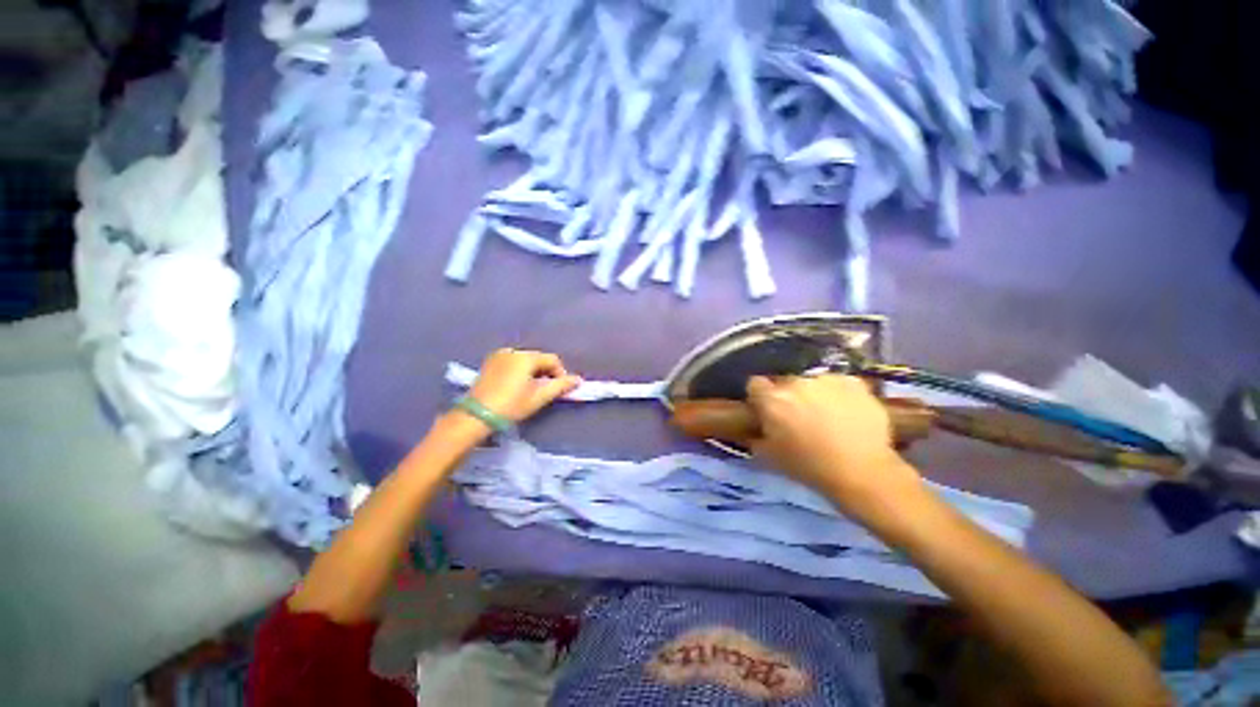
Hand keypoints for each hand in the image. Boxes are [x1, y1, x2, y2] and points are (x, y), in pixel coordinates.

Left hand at [465, 349, 581, 423]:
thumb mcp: (539, 397)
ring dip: (533, 372)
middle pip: (538, 358)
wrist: (476, 416)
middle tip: (545, 391)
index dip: (560, 373)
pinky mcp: (489, 363)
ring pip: (525, 361)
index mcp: (525, 357)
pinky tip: (517, 387)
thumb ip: (561, 386)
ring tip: (531, 390)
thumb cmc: (511, 405)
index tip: (559, 389)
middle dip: (546, 373)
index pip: (552, 360)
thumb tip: (578, 380)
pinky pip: (512, 363)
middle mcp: (512, 351)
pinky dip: (520, 371)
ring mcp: (498, 356)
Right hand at [745, 375, 921, 514]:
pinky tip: (848, 414)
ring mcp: (826, 380)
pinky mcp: (853, 382)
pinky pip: (839, 384)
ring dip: (814, 395)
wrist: (862, 472)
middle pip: (785, 383)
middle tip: (799, 418)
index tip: (766, 410)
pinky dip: (839, 395)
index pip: (755, 384)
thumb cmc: (808, 467)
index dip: (759, 397)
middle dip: (788, 397)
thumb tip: (752, 429)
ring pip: (813, 383)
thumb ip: (755, 436)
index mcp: (772, 399)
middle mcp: (795, 382)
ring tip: (827, 418)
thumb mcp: (769, 457)